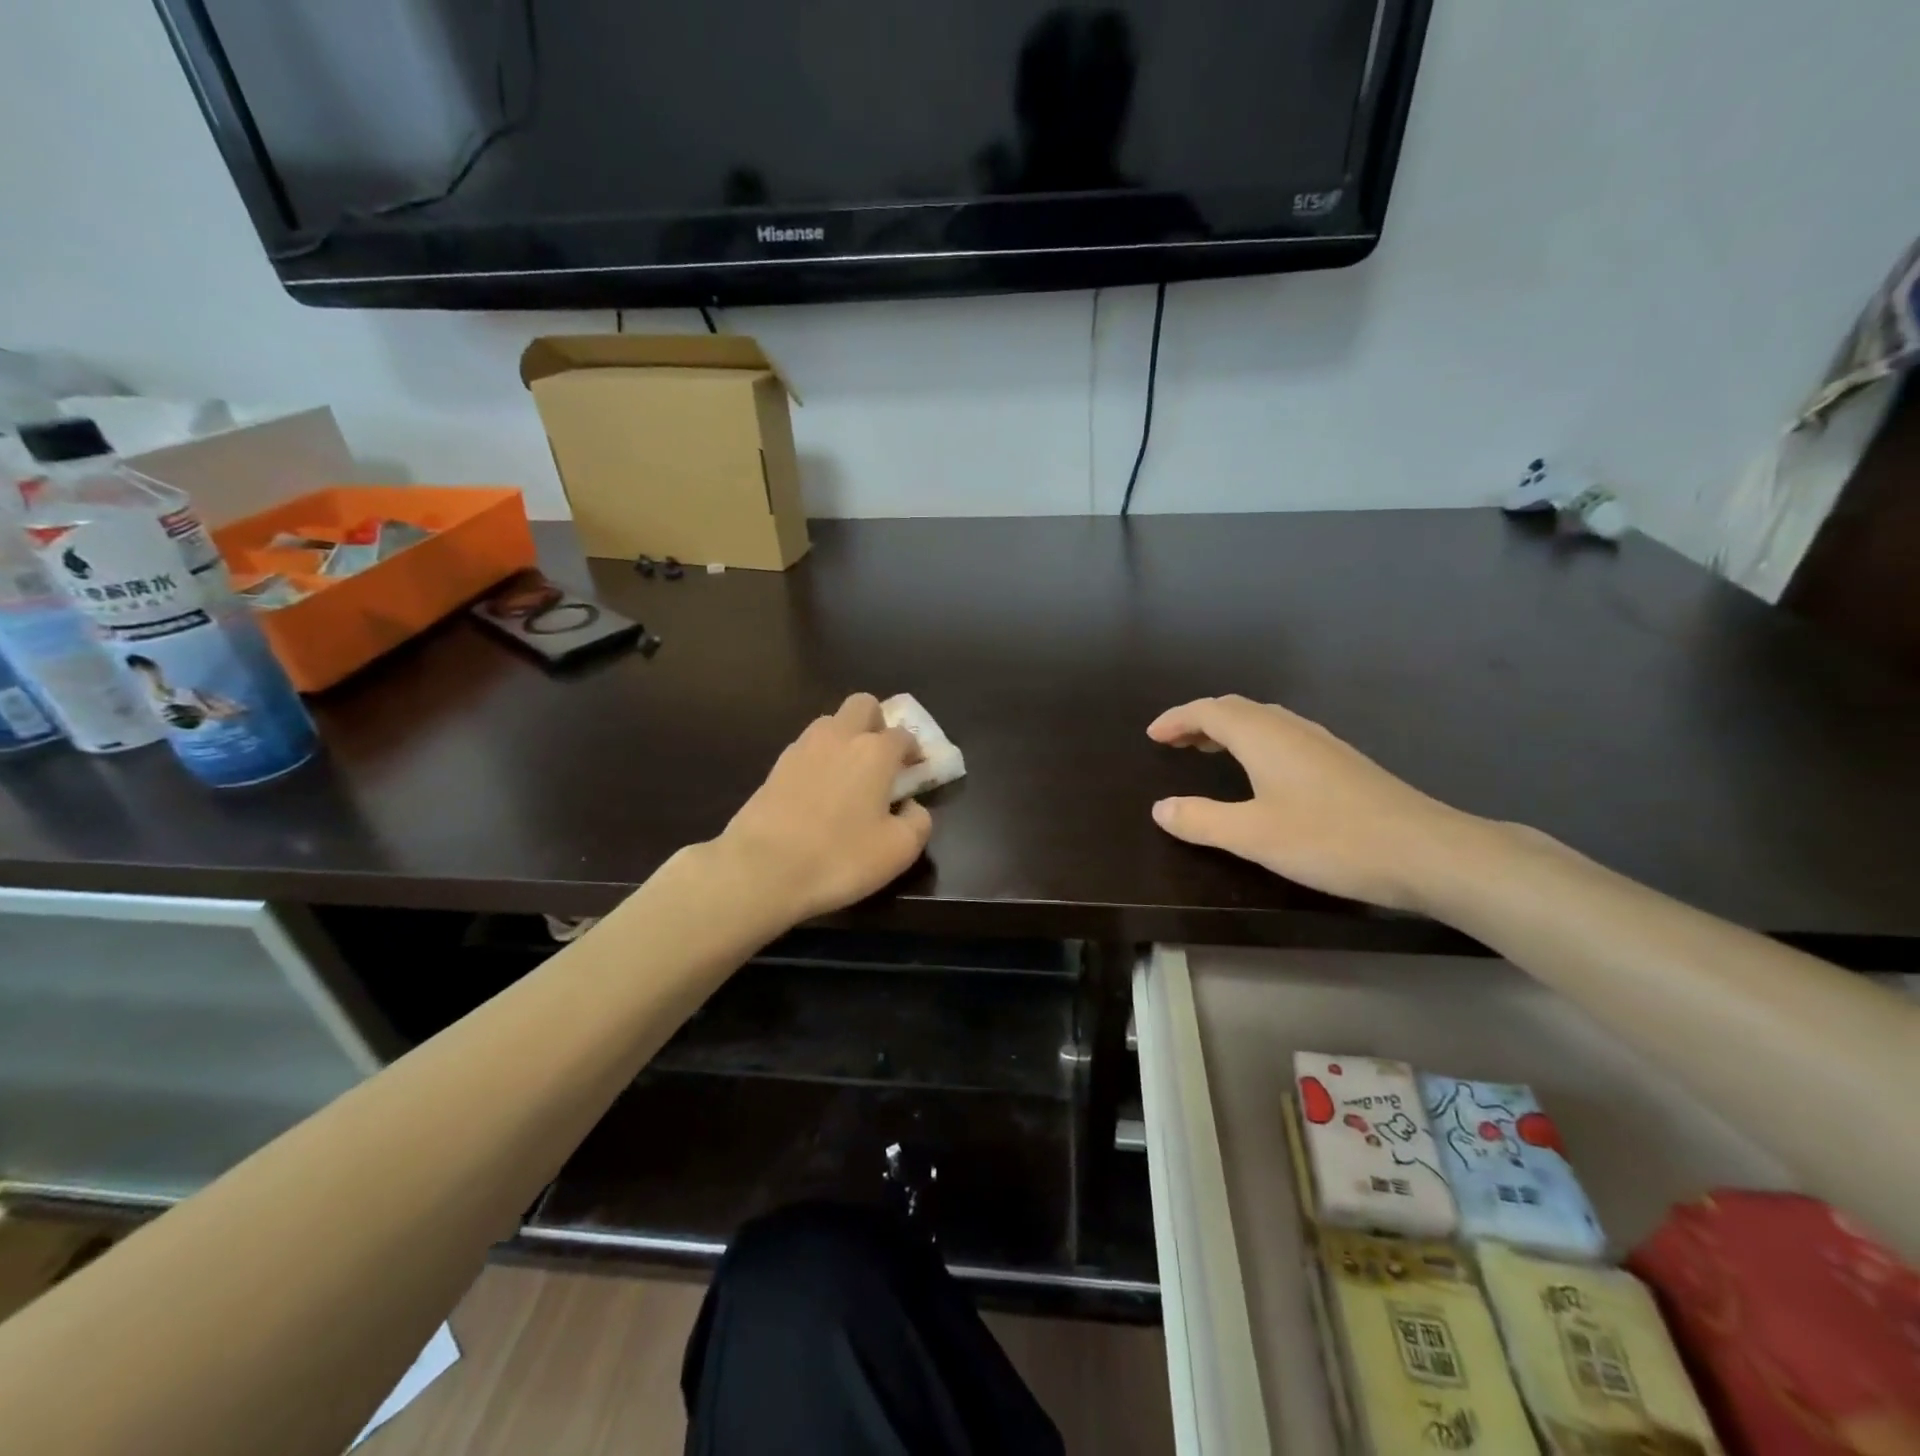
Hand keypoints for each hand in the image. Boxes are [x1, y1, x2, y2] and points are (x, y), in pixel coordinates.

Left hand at [718, 693, 931, 922]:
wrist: (762, 868)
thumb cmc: (840, 857)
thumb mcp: (899, 850)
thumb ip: (918, 821)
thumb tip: (911, 806)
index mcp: (875, 751)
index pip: (903, 735)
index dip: (913, 751)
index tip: (915, 772)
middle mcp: (839, 737)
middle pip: (863, 706)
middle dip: (877, 723)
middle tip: (881, 758)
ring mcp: (802, 748)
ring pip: (830, 722)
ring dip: (845, 738)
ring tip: (848, 776)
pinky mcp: (775, 767)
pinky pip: (806, 748)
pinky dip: (819, 759)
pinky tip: (818, 792)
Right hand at [1147, 695, 1482, 911]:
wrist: (1428, 852)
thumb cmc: (1331, 839)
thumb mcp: (1253, 835)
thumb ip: (1201, 819)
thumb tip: (1160, 808)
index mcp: (1264, 737)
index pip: (1209, 711)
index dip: (1177, 719)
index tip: (1152, 735)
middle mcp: (1291, 730)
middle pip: (1236, 710)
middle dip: (1200, 721)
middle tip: (1175, 743)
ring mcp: (1322, 744)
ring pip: (1263, 722)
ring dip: (1229, 730)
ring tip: (1208, 752)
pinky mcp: (1342, 764)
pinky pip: (1283, 738)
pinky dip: (1255, 744)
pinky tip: (1262, 774)